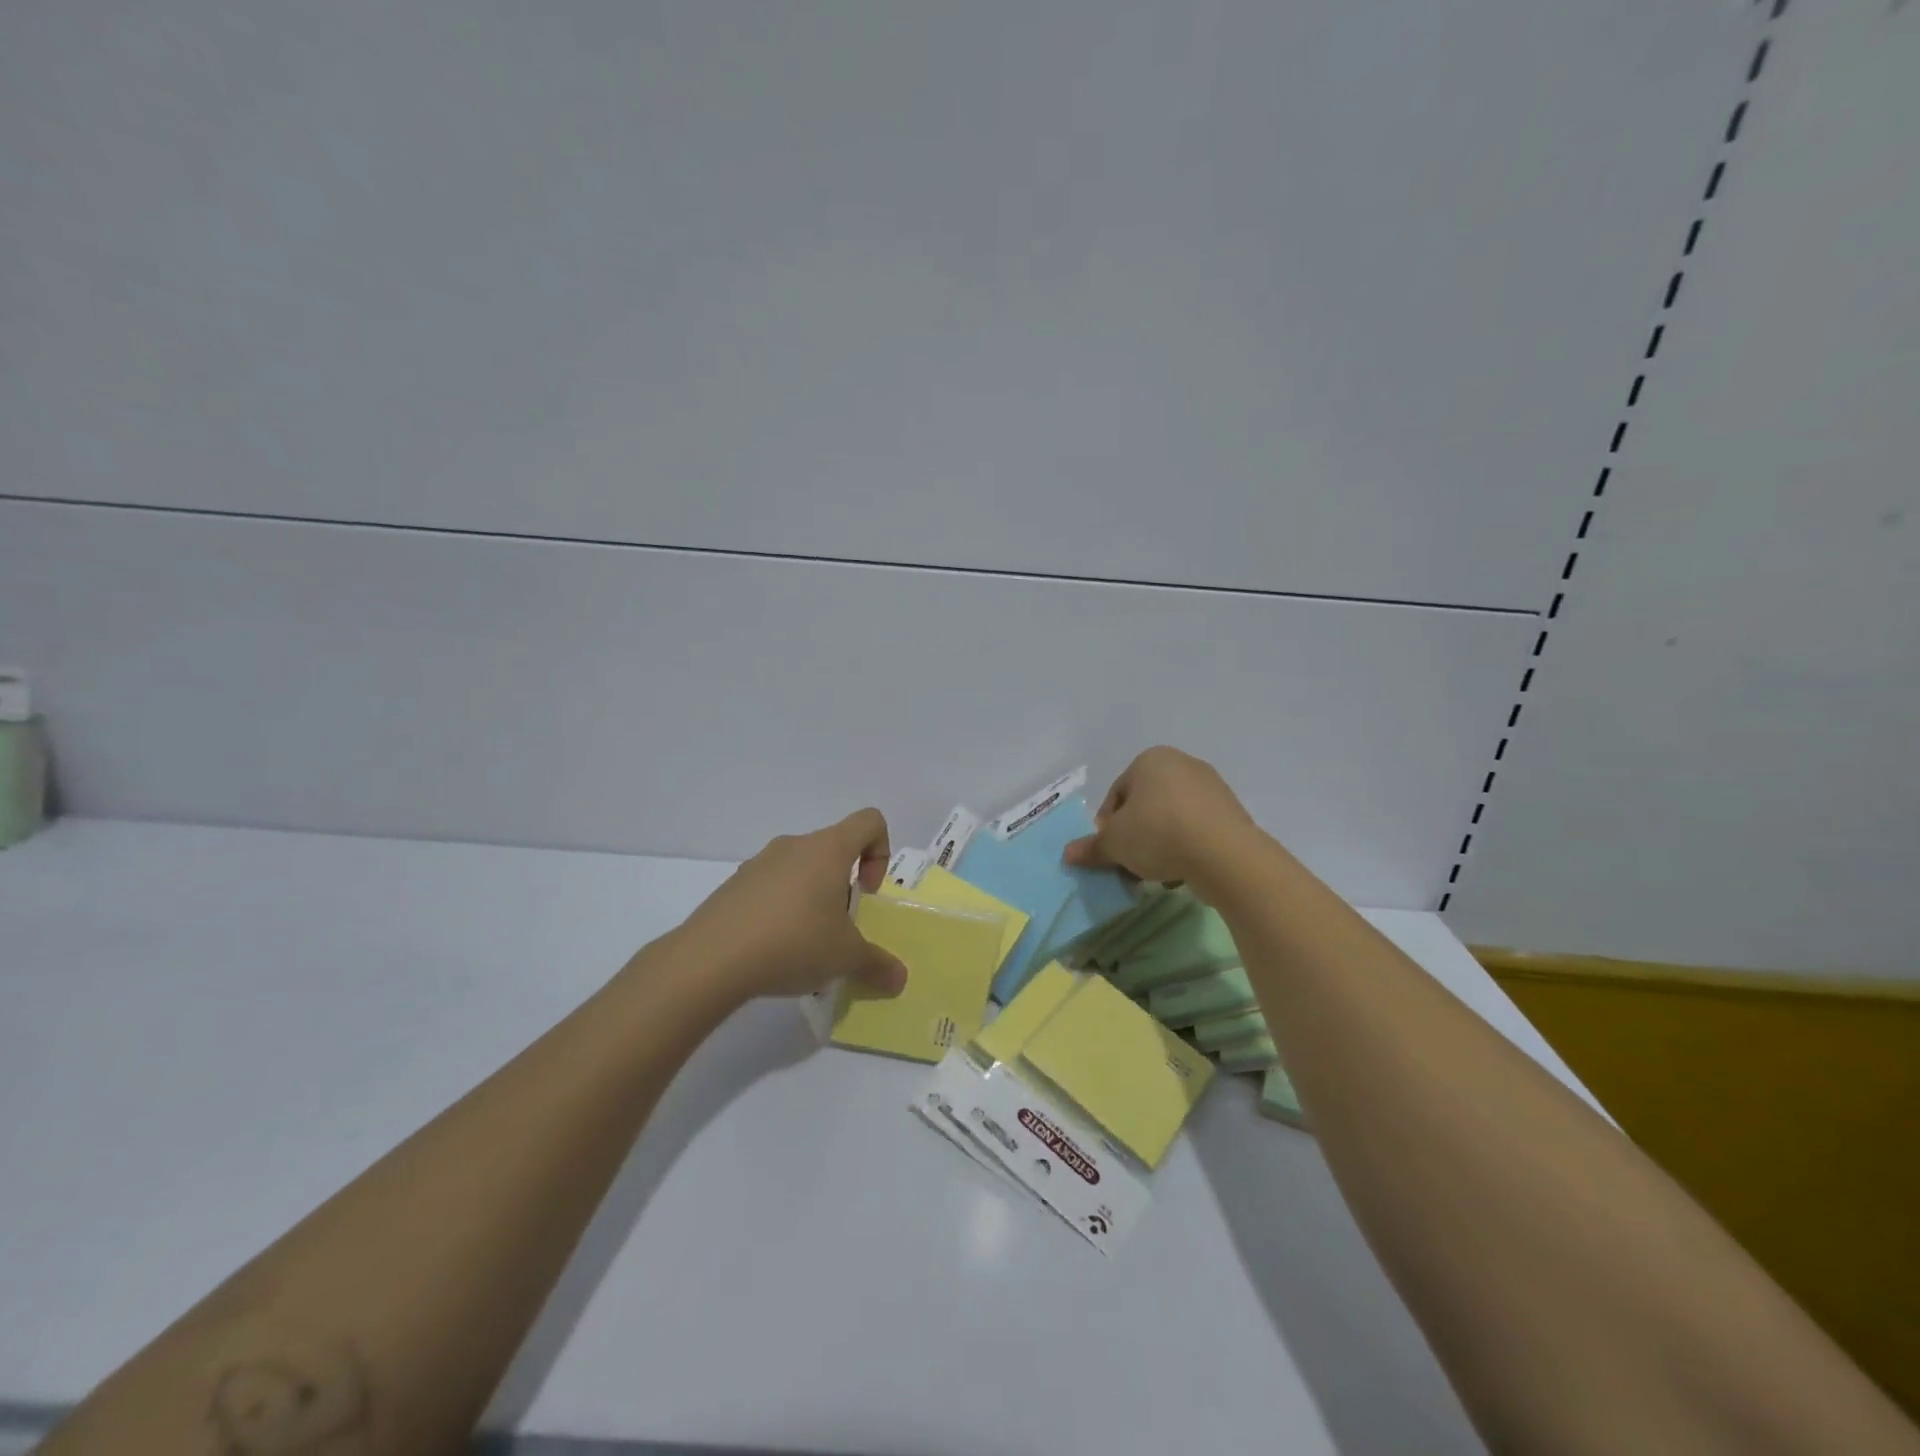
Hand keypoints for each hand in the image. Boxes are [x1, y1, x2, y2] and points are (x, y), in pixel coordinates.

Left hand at [675, 809, 909, 1002]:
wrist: (710, 959)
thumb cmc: (793, 942)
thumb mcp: (846, 958)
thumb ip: (877, 964)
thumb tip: (900, 979)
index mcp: (828, 849)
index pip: (869, 821)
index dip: (880, 852)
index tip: (867, 892)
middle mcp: (794, 846)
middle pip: (834, 850)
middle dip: (844, 887)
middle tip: (839, 929)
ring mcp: (759, 863)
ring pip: (801, 871)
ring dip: (812, 900)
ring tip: (805, 946)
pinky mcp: (734, 886)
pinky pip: (771, 889)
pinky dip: (781, 911)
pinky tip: (772, 951)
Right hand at [1063, 747, 1260, 889]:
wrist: (1224, 854)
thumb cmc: (1159, 834)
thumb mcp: (1115, 844)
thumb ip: (1091, 847)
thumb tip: (1067, 854)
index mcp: (1150, 760)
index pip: (1116, 795)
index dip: (1107, 827)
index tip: (1110, 852)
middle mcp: (1181, 764)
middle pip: (1145, 806)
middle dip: (1135, 836)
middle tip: (1130, 865)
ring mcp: (1211, 786)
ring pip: (1172, 818)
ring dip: (1160, 844)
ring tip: (1157, 873)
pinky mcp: (1232, 811)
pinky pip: (1197, 829)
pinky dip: (1186, 847)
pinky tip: (1182, 871)